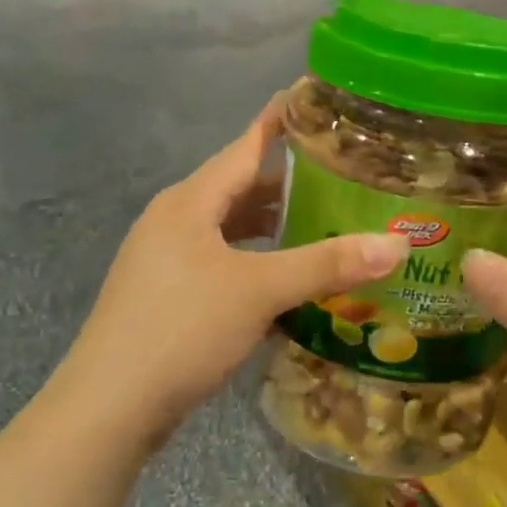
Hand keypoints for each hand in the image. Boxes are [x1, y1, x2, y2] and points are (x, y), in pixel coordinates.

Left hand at [68, 96, 407, 437]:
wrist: (108, 408)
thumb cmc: (182, 330)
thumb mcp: (259, 291)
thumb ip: (327, 264)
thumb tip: (398, 244)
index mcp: (190, 202)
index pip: (245, 145)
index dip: (279, 121)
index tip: (313, 98)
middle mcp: (174, 220)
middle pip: (238, 188)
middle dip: (287, 182)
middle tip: (341, 176)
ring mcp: (164, 259)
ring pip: (228, 229)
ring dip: (271, 226)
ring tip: (321, 225)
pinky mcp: (165, 295)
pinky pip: (219, 261)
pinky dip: (253, 261)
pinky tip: (282, 280)